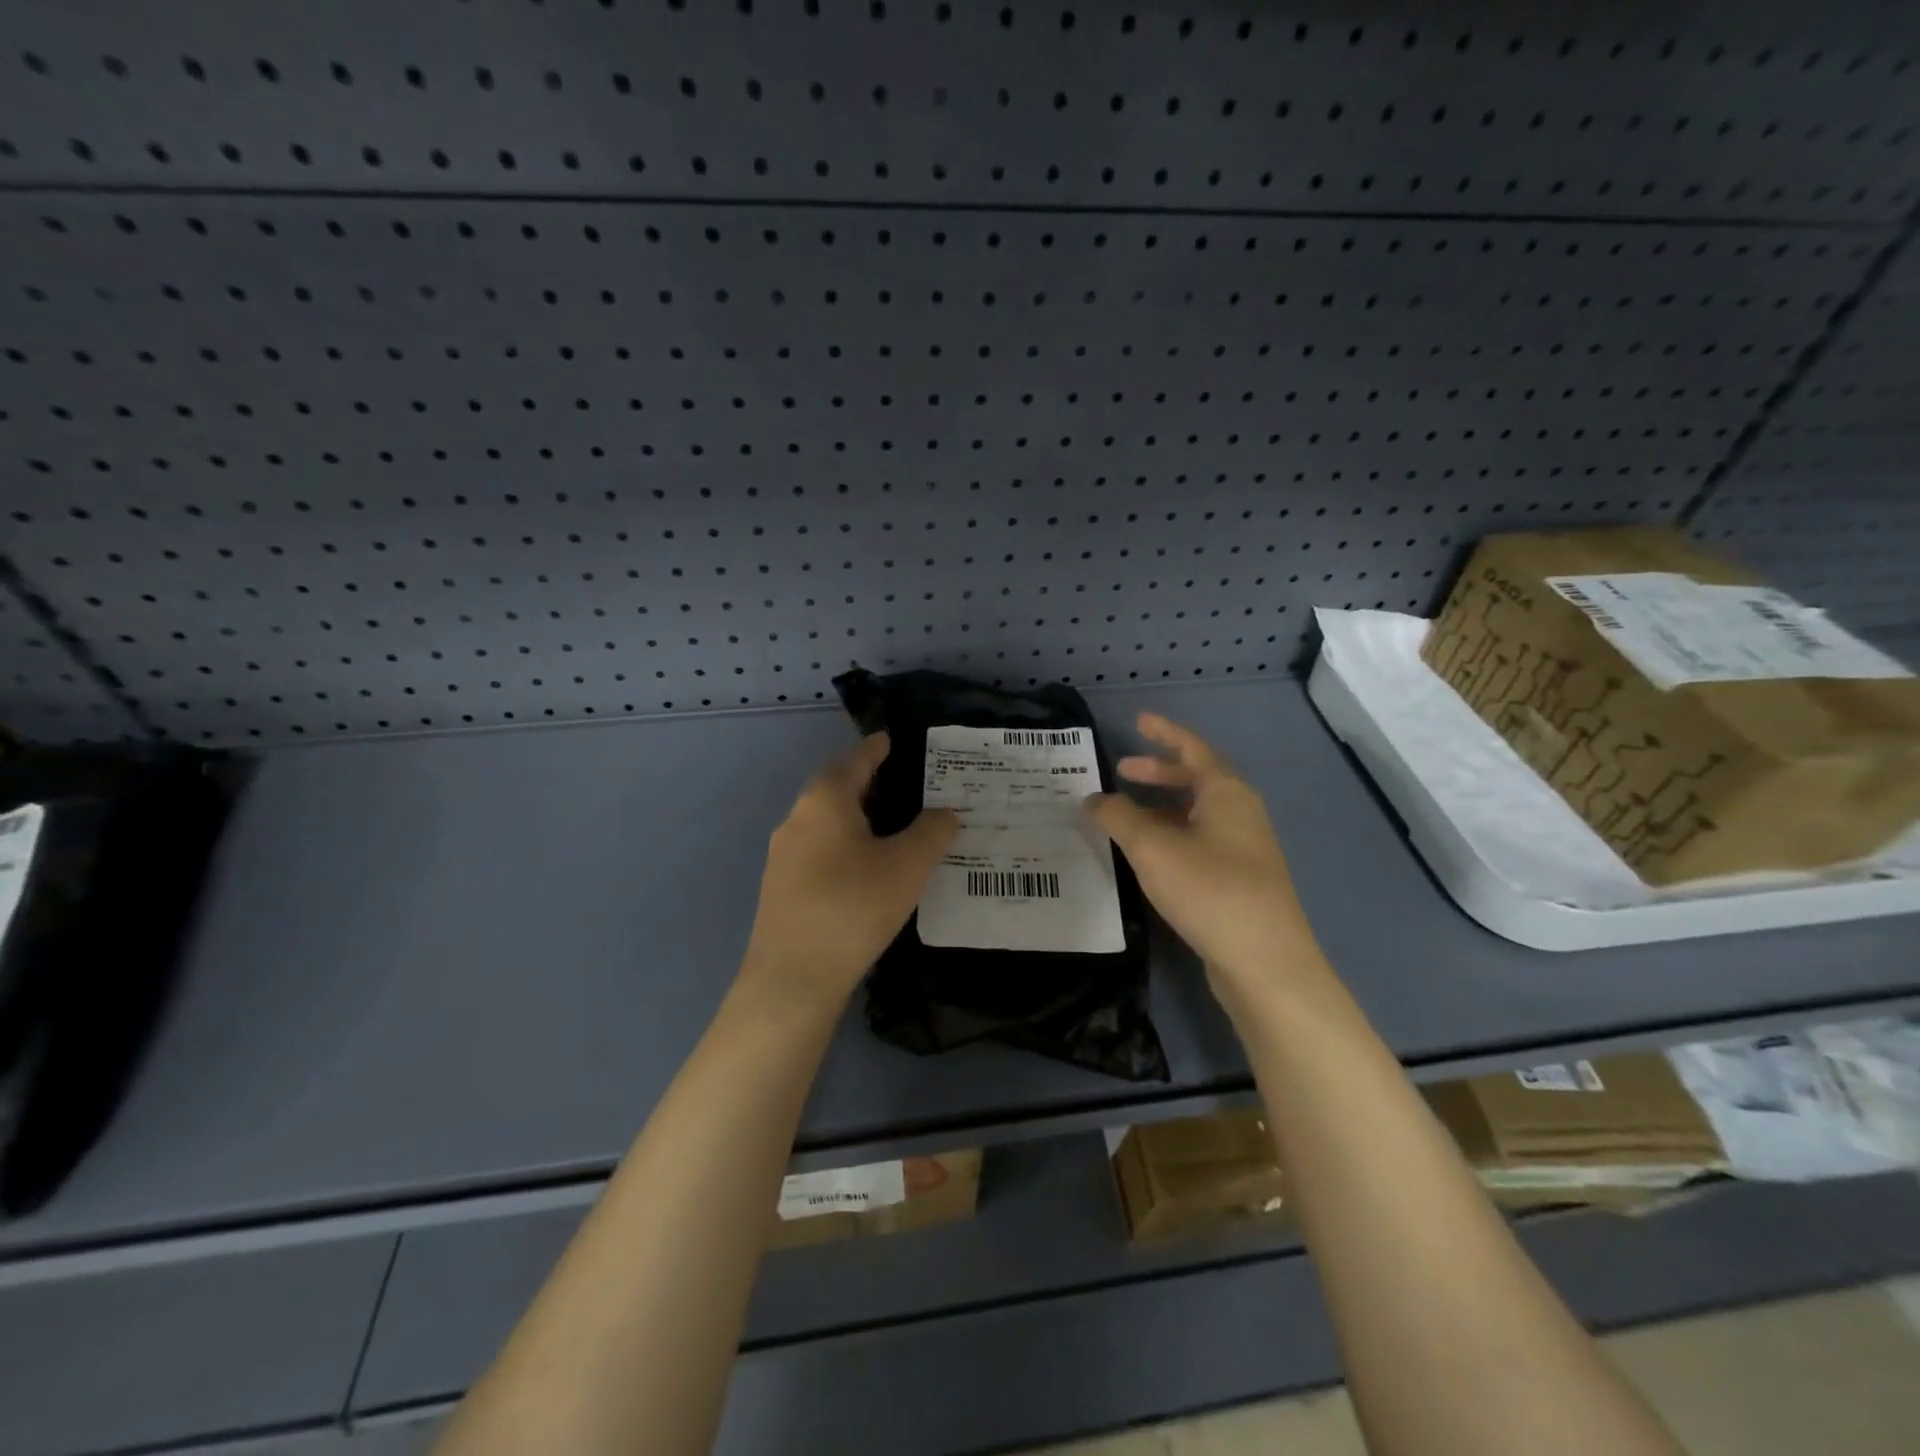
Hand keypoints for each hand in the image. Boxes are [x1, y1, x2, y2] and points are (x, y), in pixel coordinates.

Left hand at [740, 732, 958, 1007]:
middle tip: (904, 782)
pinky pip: (818, 847)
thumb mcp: (908, 865)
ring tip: (892, 823)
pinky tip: (865, 865)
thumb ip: (932, 831)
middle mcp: (798, 818)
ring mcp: (783, 854)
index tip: (893, 739)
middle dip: (868, 781)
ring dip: (856, 815)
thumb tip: (944, 813)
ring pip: (826, 820)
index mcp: (825, 801)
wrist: (793, 978)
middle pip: (836, 787)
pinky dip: (844, 842)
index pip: (855, 759)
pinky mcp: (781, 886)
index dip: (877, 748)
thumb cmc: (854, 907)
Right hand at [1086, 713, 1317, 994]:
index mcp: (1226, 792)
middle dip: (1158, 772)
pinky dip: (1171, 836)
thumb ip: (1118, 817)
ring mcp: (1245, 848)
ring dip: (1161, 808)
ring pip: (1197, 813)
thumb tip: (1093, 799)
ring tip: (1125, 816)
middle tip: (1123, 771)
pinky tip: (1149, 856)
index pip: (1192, 748)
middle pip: (1196, 780)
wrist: (1265, 962)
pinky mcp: (1241, 879)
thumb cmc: (1209, 889)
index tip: (1139, 721)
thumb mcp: (1152, 848)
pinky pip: (1200, 841)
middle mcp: (1240, 813)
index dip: (1164, 733)